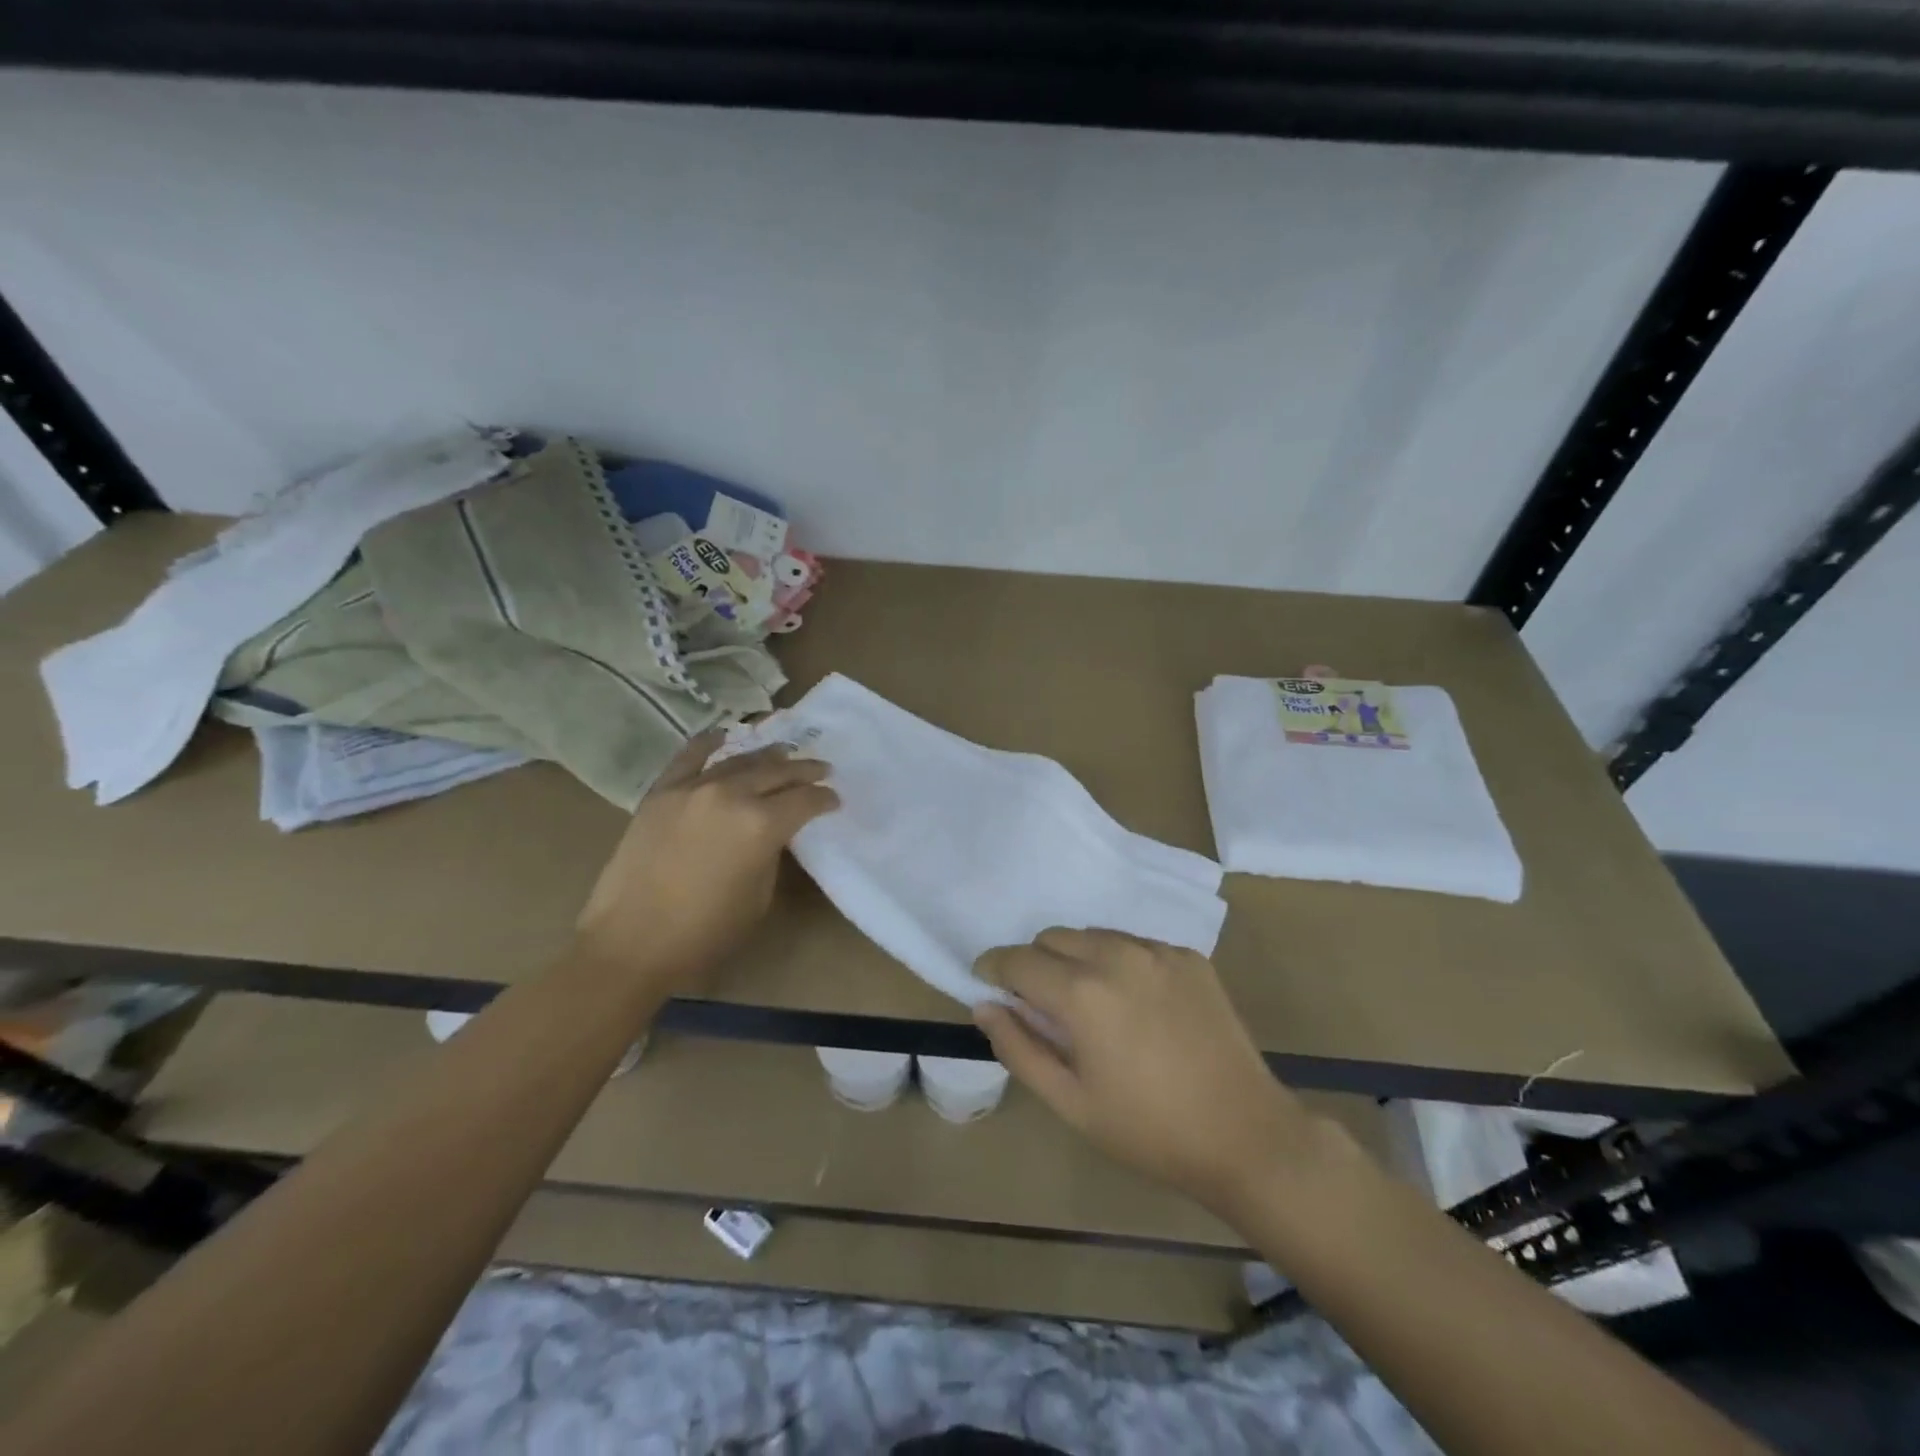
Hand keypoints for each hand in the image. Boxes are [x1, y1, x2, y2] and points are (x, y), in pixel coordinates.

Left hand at [574, 731, 837, 996]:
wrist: (631, 943)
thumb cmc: (705, 932)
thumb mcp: (759, 897)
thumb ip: (770, 854)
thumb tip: (770, 834)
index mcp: (762, 825)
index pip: (805, 800)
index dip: (825, 799)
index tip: (834, 800)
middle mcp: (731, 795)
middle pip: (777, 773)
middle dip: (804, 770)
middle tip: (822, 769)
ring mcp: (693, 789)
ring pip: (739, 761)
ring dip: (767, 756)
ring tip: (784, 754)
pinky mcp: (661, 793)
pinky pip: (689, 757)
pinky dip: (709, 743)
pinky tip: (723, 735)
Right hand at [974, 929, 1326, 1215]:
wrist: (1245, 1135)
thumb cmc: (1148, 1129)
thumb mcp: (1070, 1102)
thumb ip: (1018, 1048)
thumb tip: (984, 1006)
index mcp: (1081, 993)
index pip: (1017, 960)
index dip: (994, 968)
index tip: (988, 982)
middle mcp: (1116, 956)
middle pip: (1052, 937)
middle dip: (1034, 963)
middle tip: (1041, 1004)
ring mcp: (1157, 951)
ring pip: (1093, 935)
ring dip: (1075, 958)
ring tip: (1088, 1002)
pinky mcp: (1188, 956)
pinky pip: (1133, 944)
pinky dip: (1117, 961)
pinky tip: (1133, 1002)